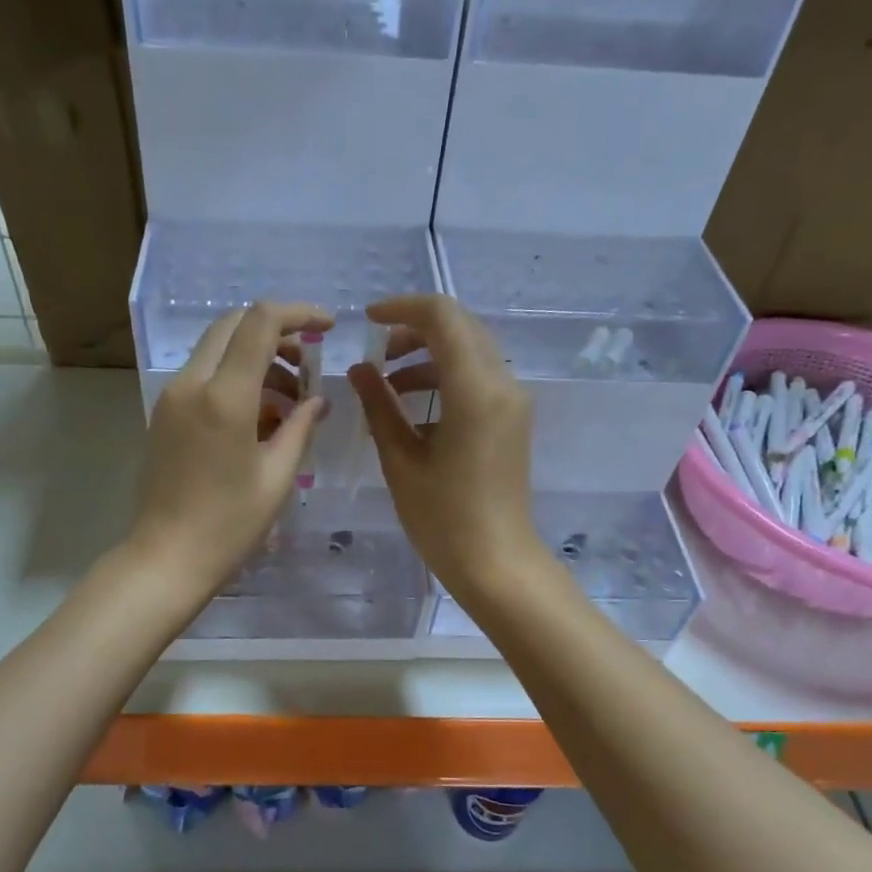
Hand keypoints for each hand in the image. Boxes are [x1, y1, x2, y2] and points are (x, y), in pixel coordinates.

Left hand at [127, 302, 330, 603]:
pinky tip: (261, 416)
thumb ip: (300, 427)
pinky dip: (235, 378)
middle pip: (233, 325)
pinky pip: (204, 376)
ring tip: (291, 399)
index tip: (328, 326)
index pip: (260, 323)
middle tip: (308, 362)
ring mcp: (172, 397)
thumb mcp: (276, 477)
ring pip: (217, 349)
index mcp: (224, 396)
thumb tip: (316, 400)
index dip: (299, 314)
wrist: (166, 558)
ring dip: (256, 357)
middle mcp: (191, 384)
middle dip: (277, 332)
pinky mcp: (164, 414)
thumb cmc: (229, 525)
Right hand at [348, 295, 544, 600]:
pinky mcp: (512, 419)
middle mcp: (503, 383)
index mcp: (475, 389)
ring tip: (386, 386)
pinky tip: (413, 408)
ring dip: (428, 355)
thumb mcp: (401, 460)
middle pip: (460, 327)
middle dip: (414, 330)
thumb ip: (379, 405)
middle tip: (376, 356)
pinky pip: (478, 378)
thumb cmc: (443, 518)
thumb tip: (359, 370)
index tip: (366, 322)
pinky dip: (445, 377)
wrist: (496, 562)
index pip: (442, 316)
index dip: (401, 309)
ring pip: (470, 350)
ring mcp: (513, 401)